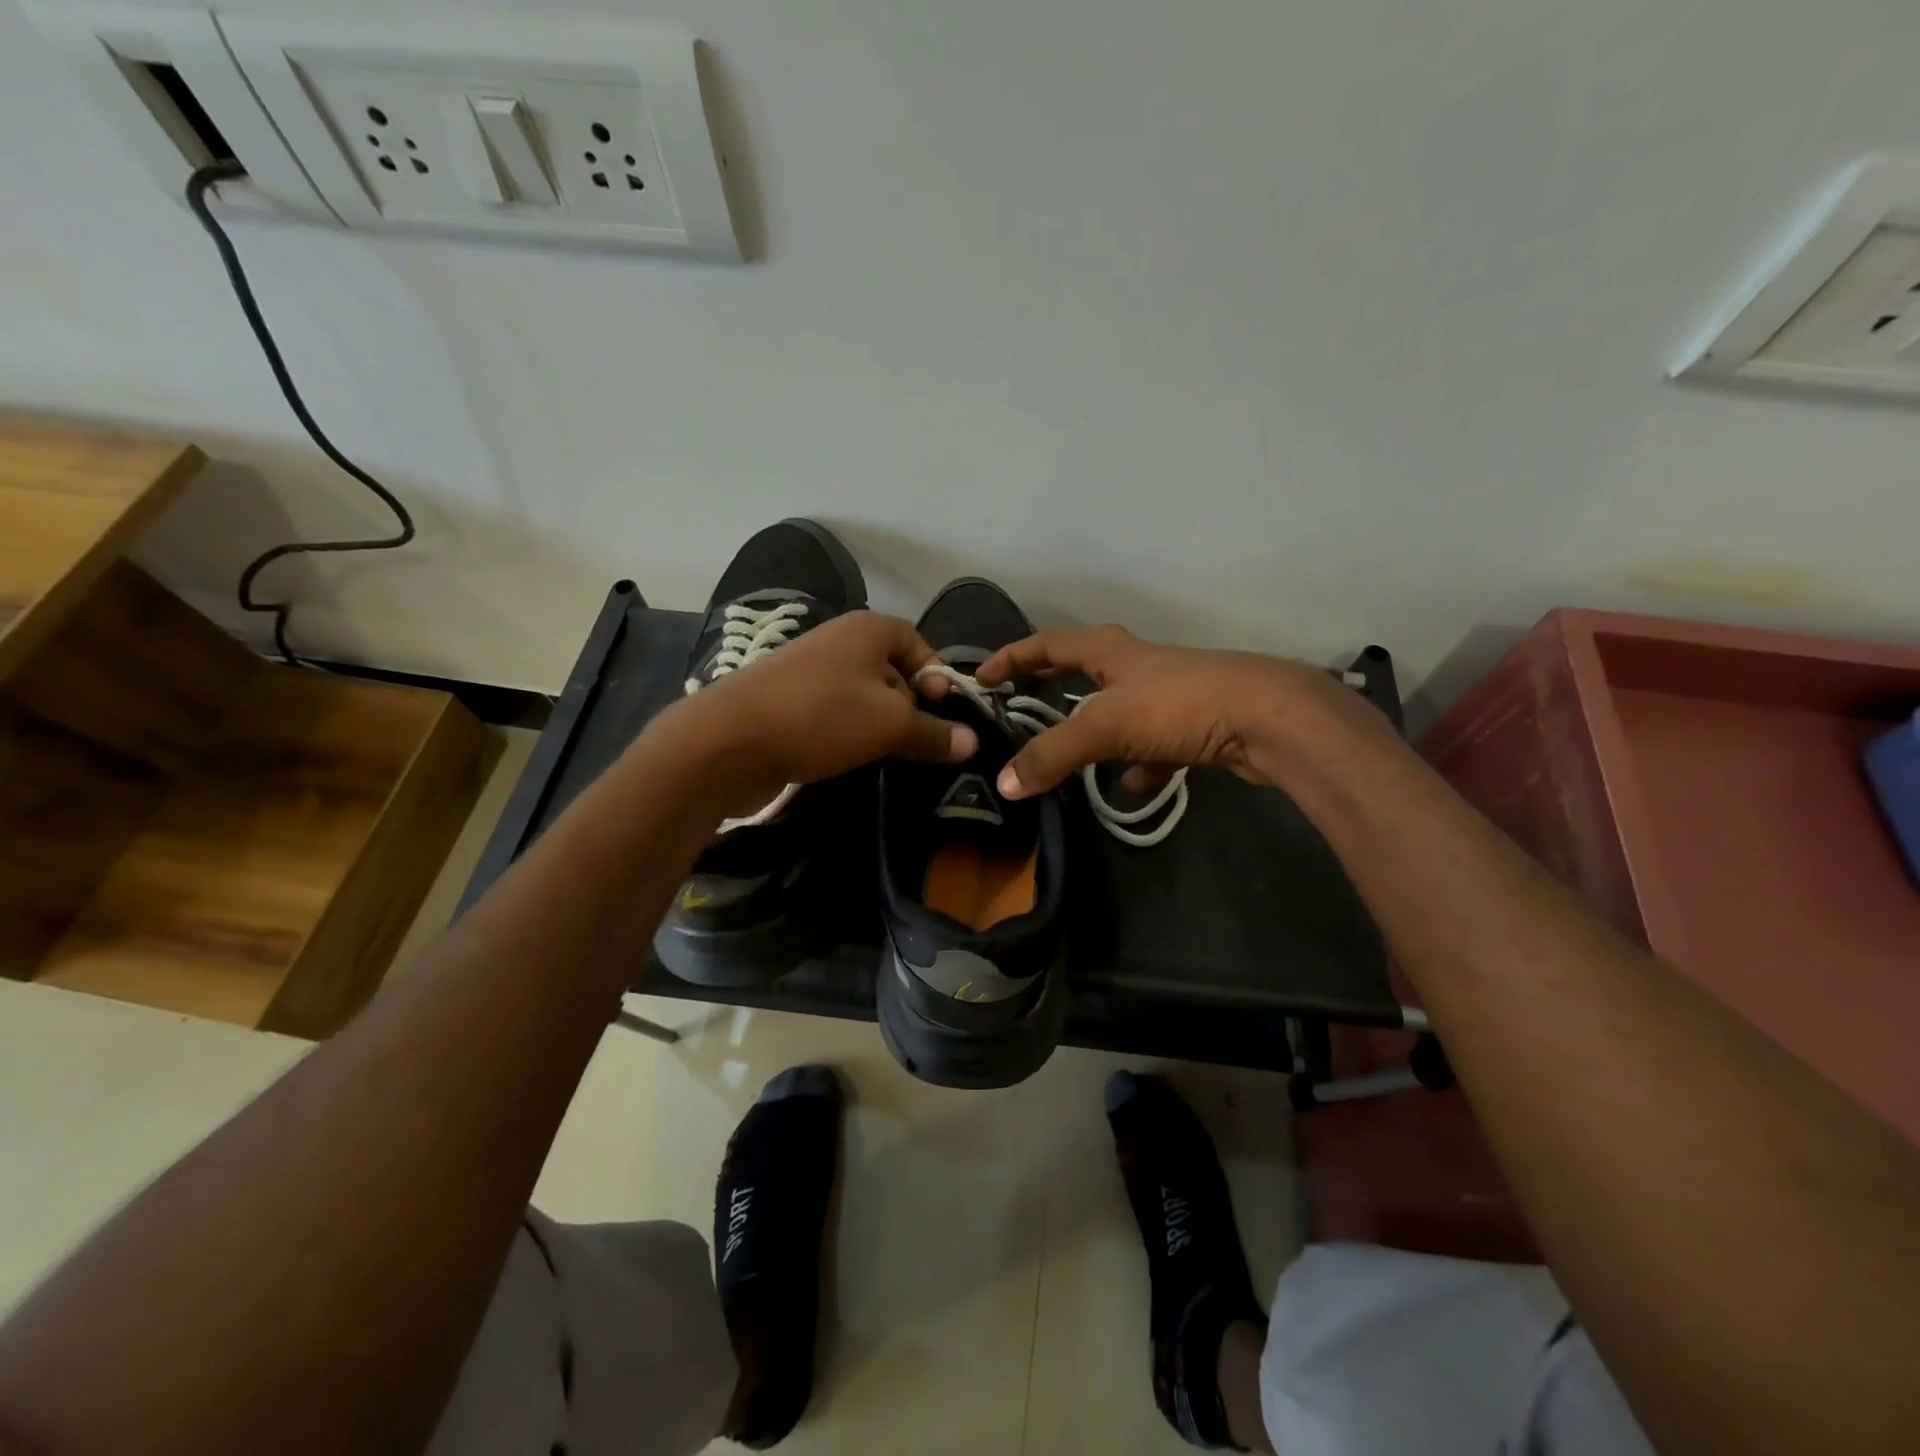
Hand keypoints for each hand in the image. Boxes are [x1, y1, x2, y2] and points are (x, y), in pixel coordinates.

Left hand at [653, 611, 976, 814]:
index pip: (917, 643)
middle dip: (911, 707)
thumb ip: (934, 732)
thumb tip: (972, 742)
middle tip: (922, 744)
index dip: (936, 676)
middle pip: (891, 671)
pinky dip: (849, 735)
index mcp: (866, 630)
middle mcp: (838, 642)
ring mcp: (808, 673)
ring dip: (880, 726)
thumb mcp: (890, 725)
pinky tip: (853, 761)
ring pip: (862, 697)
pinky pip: (833, 715)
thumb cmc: (822, 717)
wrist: (729, 741)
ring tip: (890, 757)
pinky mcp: (787, 704)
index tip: (945, 713)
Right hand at [975, 624, 1384, 799]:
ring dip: (1096, 729)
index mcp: (1112, 652)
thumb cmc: (1179, 706)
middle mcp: (1140, 666)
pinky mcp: (1198, 725)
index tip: (982, 678)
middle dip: (1052, 682)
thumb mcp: (1105, 728)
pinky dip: (1139, 765)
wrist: (1269, 719)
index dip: (1013, 657)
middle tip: (1021, 701)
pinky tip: (1131, 787)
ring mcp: (1172, 695)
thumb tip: (1004, 783)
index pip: (1050, 644)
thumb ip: (1053, 755)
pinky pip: (1156, 746)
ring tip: (1070, 756)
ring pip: (1122, 710)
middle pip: (1086, 668)